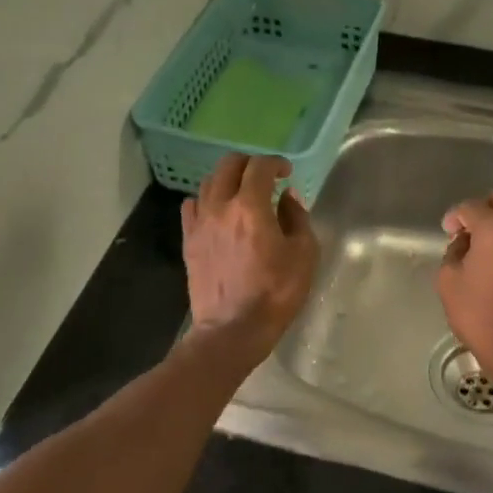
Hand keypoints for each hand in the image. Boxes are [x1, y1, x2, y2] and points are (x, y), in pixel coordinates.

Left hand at [182, 154, 317, 363]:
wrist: (233, 329)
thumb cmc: (276, 293)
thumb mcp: (304, 255)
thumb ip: (297, 218)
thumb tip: (287, 197)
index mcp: (251, 207)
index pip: (259, 167)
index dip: (275, 163)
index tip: (286, 172)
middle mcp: (220, 207)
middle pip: (228, 166)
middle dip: (249, 164)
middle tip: (264, 176)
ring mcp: (200, 224)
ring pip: (207, 183)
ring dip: (226, 180)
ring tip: (241, 193)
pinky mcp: (188, 241)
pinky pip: (191, 207)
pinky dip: (206, 200)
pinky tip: (217, 213)